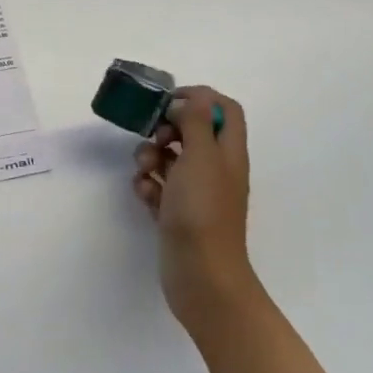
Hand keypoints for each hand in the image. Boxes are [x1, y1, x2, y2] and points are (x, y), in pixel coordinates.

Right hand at [133, 87, 260, 331]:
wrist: (201, 275)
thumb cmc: (203, 211)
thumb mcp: (201, 156)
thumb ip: (195, 121)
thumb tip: (186, 102)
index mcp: (229, 152)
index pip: (224, 108)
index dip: (199, 97)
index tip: (170, 102)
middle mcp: (215, 168)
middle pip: (192, 131)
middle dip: (167, 128)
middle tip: (155, 137)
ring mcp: (196, 192)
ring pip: (171, 158)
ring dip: (151, 156)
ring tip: (144, 170)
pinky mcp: (176, 213)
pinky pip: (159, 187)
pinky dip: (148, 185)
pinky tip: (144, 194)